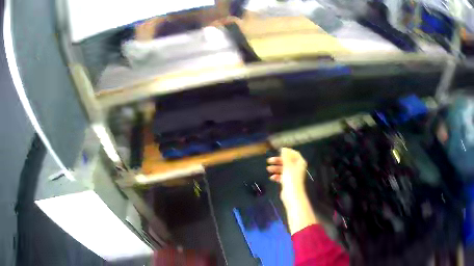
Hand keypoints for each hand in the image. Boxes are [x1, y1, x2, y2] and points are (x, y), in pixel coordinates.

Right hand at [267, 148, 306, 199]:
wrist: (292, 194)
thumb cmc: (291, 178)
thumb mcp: (287, 165)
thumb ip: (285, 156)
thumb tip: (284, 148)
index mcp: (300, 163)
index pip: (294, 154)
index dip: (287, 152)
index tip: (279, 151)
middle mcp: (297, 168)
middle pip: (287, 161)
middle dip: (278, 161)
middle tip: (269, 161)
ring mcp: (293, 175)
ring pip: (284, 169)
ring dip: (276, 168)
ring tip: (268, 169)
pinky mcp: (289, 182)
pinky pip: (282, 177)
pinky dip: (277, 176)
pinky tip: (272, 178)